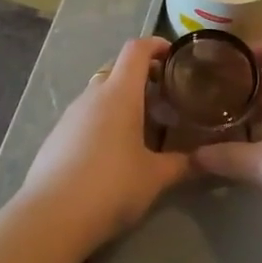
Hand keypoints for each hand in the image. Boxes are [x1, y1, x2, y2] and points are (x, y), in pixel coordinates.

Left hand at [20, 38, 189, 250]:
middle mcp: (93, 94)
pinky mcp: (56, 136)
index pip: (136, 49)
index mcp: (119, 92)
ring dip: (120, 99)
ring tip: (141, 126)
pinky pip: (85, 115)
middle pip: (118, 68)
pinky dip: (102, 119)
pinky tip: (111, 151)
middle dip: (141, 75)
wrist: (51, 217)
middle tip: (163, 97)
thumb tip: (209, 159)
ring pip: (100, 92)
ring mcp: (71, 114)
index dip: (156, 44)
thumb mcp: (155, 177)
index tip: (173, 55)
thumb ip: (183, 164)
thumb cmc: (111, 186)